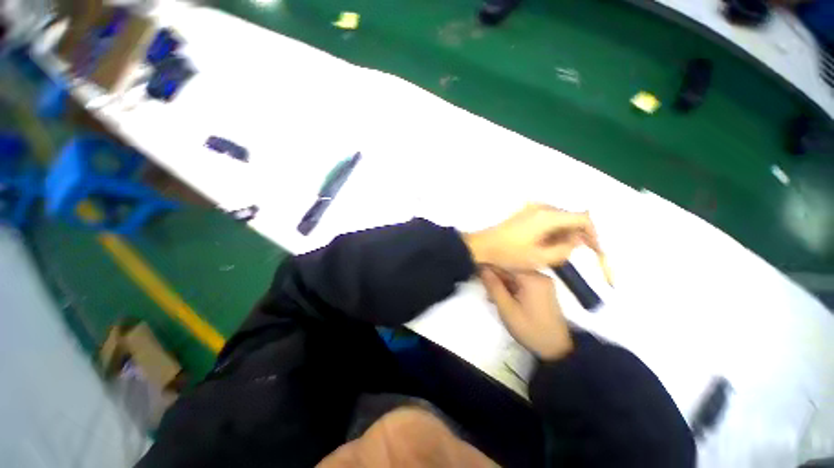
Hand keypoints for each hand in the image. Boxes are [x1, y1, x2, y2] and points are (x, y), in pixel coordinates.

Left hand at [464, 204, 611, 282]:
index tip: (593, 250)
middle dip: (577, 235)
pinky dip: (552, 230)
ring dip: (564, 233)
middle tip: (573, 253)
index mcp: (547, 216)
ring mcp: (531, 208)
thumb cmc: (509, 254)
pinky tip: (545, 244)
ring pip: (559, 218)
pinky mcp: (525, 212)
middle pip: (571, 217)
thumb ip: (565, 249)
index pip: (583, 218)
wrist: (482, 246)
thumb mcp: (540, 258)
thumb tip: (577, 239)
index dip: (593, 234)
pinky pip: (547, 219)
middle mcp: (541, 206)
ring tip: (556, 251)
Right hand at [480, 267, 571, 360]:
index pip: (505, 264)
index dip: (489, 267)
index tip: (477, 272)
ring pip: (515, 276)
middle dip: (496, 278)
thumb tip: (482, 269)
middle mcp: (539, 275)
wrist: (557, 349)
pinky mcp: (543, 289)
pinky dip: (512, 288)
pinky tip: (504, 298)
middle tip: (485, 290)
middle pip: (511, 269)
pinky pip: (522, 282)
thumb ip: (493, 287)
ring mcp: (542, 282)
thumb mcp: (507, 309)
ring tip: (492, 297)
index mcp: (531, 278)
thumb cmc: (529, 328)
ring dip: (503, 284)